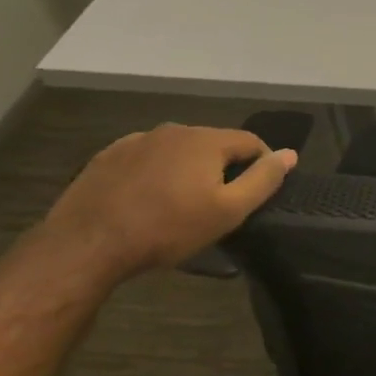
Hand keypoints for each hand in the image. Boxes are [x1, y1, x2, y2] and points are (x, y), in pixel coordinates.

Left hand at [40, 124, 296, 278]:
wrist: (86, 245)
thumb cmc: (167, 228)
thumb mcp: (228, 211)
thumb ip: (263, 179)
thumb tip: (289, 154)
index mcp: (205, 140)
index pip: (251, 141)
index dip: (263, 163)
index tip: (259, 191)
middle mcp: (173, 130)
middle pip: (213, 144)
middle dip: (223, 167)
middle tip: (220, 203)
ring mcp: (136, 141)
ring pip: (178, 151)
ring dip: (188, 169)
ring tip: (182, 203)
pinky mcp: (107, 157)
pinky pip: (146, 159)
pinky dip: (156, 173)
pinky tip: (148, 200)